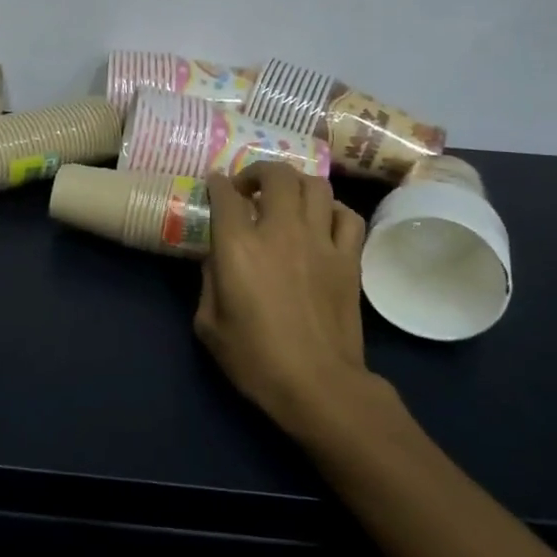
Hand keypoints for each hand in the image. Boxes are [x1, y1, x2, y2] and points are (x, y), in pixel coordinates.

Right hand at [195, 162, 372, 432]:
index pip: (225, 194)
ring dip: (296, 184)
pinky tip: (322, 221)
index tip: (215, 184)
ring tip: (286, 198)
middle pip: (276, 174)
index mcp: (238, 246)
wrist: (317, 385)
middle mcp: (280, 231)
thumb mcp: (208, 324)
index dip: (217, 183)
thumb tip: (218, 258)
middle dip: (258, 171)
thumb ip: (208, 281)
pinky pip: (347, 216)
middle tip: (249, 187)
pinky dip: (333, 210)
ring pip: (315, 185)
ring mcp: (320, 241)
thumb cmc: (255, 359)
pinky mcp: (348, 258)